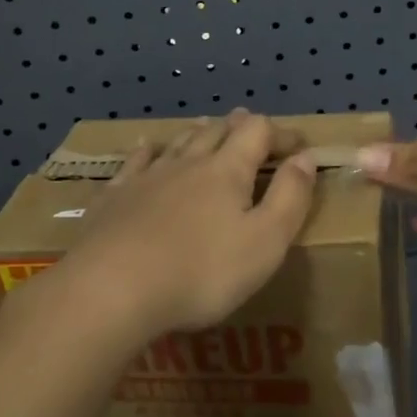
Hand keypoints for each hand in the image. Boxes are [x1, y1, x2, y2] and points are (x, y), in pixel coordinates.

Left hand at [43, 109, 318, 345]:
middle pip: (217, 130)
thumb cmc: (201, 271)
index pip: (259, 132)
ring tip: (207, 127)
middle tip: (252, 128)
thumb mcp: (265, 242)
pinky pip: (135, 162)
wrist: (111, 289)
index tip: (298, 145)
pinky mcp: (114, 196)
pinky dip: (148, 150)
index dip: (281, 132)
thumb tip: (305, 157)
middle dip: (239, 127)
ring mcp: (147, 176)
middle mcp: (188, 162)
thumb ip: (290, 197)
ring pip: (178, 141)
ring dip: (198, 132)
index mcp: (227, 170)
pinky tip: (145, 148)